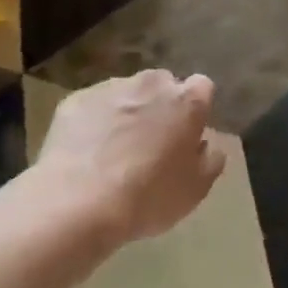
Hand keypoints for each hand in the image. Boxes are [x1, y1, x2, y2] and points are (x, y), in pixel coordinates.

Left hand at [35, 70, 224, 243]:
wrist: (77, 203)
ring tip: (114, 150)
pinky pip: (93, 107)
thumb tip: (207, 144)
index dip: (196, 109)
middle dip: (161, 106)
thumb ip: (211, 159)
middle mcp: (152, 83)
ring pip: (127, 93)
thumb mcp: (195, 189)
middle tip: (152, 143)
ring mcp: (111, 88)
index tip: (188, 134)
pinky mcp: (76, 100)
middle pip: (163, 85)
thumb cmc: (148, 197)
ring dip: (127, 112)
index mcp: (187, 101)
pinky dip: (94, 122)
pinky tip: (86, 153)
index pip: (203, 87)